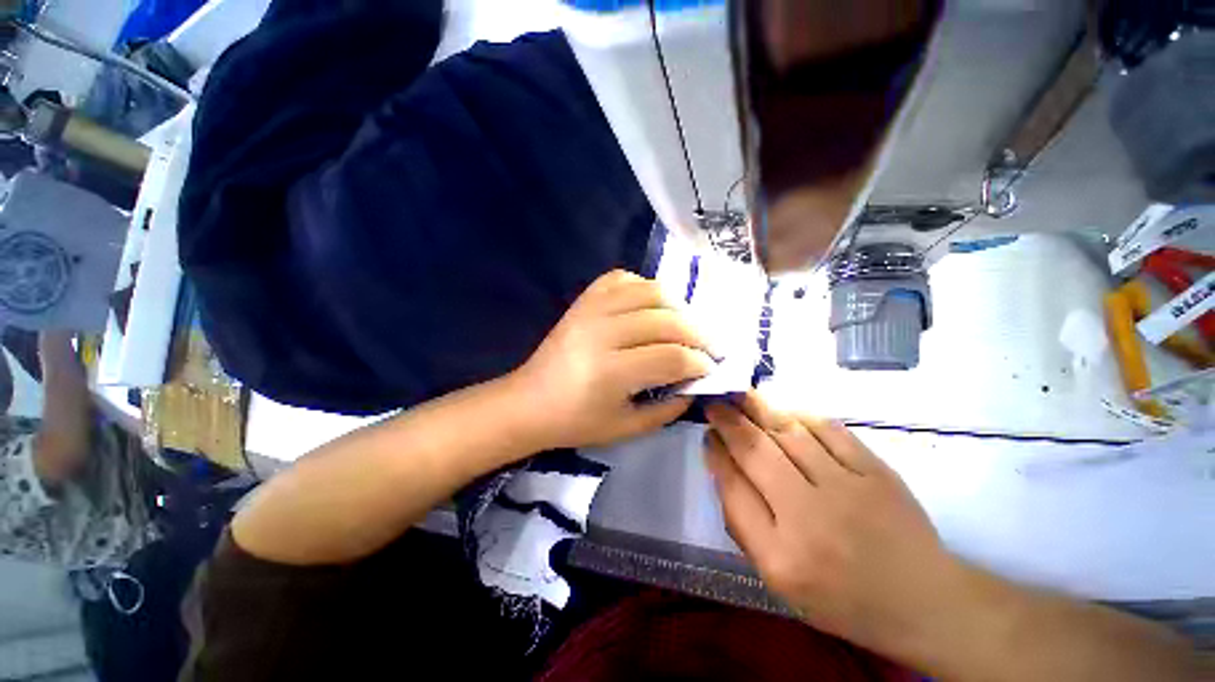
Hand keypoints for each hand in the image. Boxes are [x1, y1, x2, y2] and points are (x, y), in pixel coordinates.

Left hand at [510, 270, 715, 449]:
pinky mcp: (583, 300)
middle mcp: (602, 332)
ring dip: (677, 306)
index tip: (711, 368)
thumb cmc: (577, 422)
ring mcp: (590, 310)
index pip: (672, 357)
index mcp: (611, 372)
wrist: (530, 401)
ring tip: (685, 325)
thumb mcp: (627, 428)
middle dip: (698, 334)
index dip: (700, 362)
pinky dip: (643, 286)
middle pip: (666, 320)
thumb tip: (696, 382)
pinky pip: (621, 278)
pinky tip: (651, 305)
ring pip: (649, 291)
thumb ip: (668, 408)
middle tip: (710, 347)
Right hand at [704, 392, 962, 657]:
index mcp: (780, 555)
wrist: (922, 601)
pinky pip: (828, 429)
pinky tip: (784, 410)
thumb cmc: (840, 596)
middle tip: (715, 404)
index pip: (734, 488)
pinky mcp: (876, 471)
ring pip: (789, 433)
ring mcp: (847, 489)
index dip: (716, 454)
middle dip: (728, 421)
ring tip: (739, 396)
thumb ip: (743, 523)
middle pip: (756, 452)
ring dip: (758, 409)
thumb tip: (722, 465)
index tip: (707, 435)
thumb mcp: (778, 579)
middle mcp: (809, 517)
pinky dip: (800, 414)